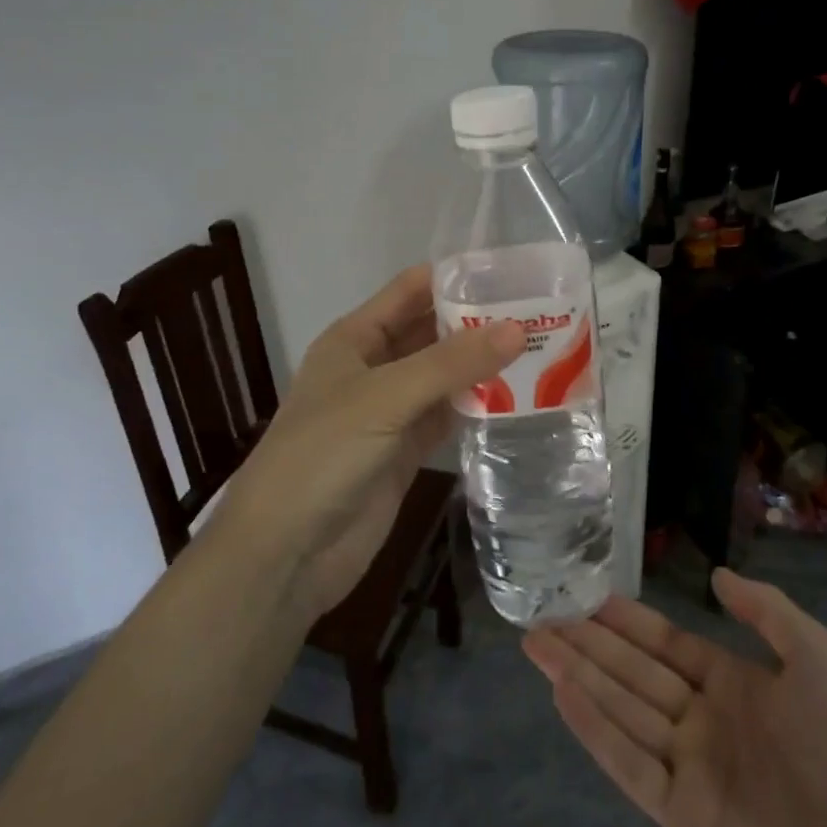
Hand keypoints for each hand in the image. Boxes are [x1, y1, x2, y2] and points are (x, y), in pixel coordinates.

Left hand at [217, 265, 522, 619]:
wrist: (285, 554)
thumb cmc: (322, 455)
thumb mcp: (385, 398)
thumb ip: (450, 364)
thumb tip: (517, 329)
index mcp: (355, 339)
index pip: (410, 291)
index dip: (455, 278)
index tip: (512, 272)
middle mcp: (374, 368)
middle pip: (432, 332)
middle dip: (478, 322)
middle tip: (541, 312)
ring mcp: (391, 412)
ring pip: (445, 376)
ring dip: (484, 365)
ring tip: (542, 348)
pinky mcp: (406, 452)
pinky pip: (448, 417)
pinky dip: (479, 407)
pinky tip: (520, 398)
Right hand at [524, 572, 826, 826]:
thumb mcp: (818, 654)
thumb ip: (766, 611)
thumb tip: (717, 575)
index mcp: (732, 684)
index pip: (664, 645)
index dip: (625, 621)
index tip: (585, 597)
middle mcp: (702, 721)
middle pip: (631, 673)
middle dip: (586, 644)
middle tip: (539, 617)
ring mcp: (690, 768)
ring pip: (621, 710)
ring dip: (578, 677)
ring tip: (536, 645)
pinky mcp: (683, 816)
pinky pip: (629, 764)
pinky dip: (594, 730)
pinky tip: (563, 695)